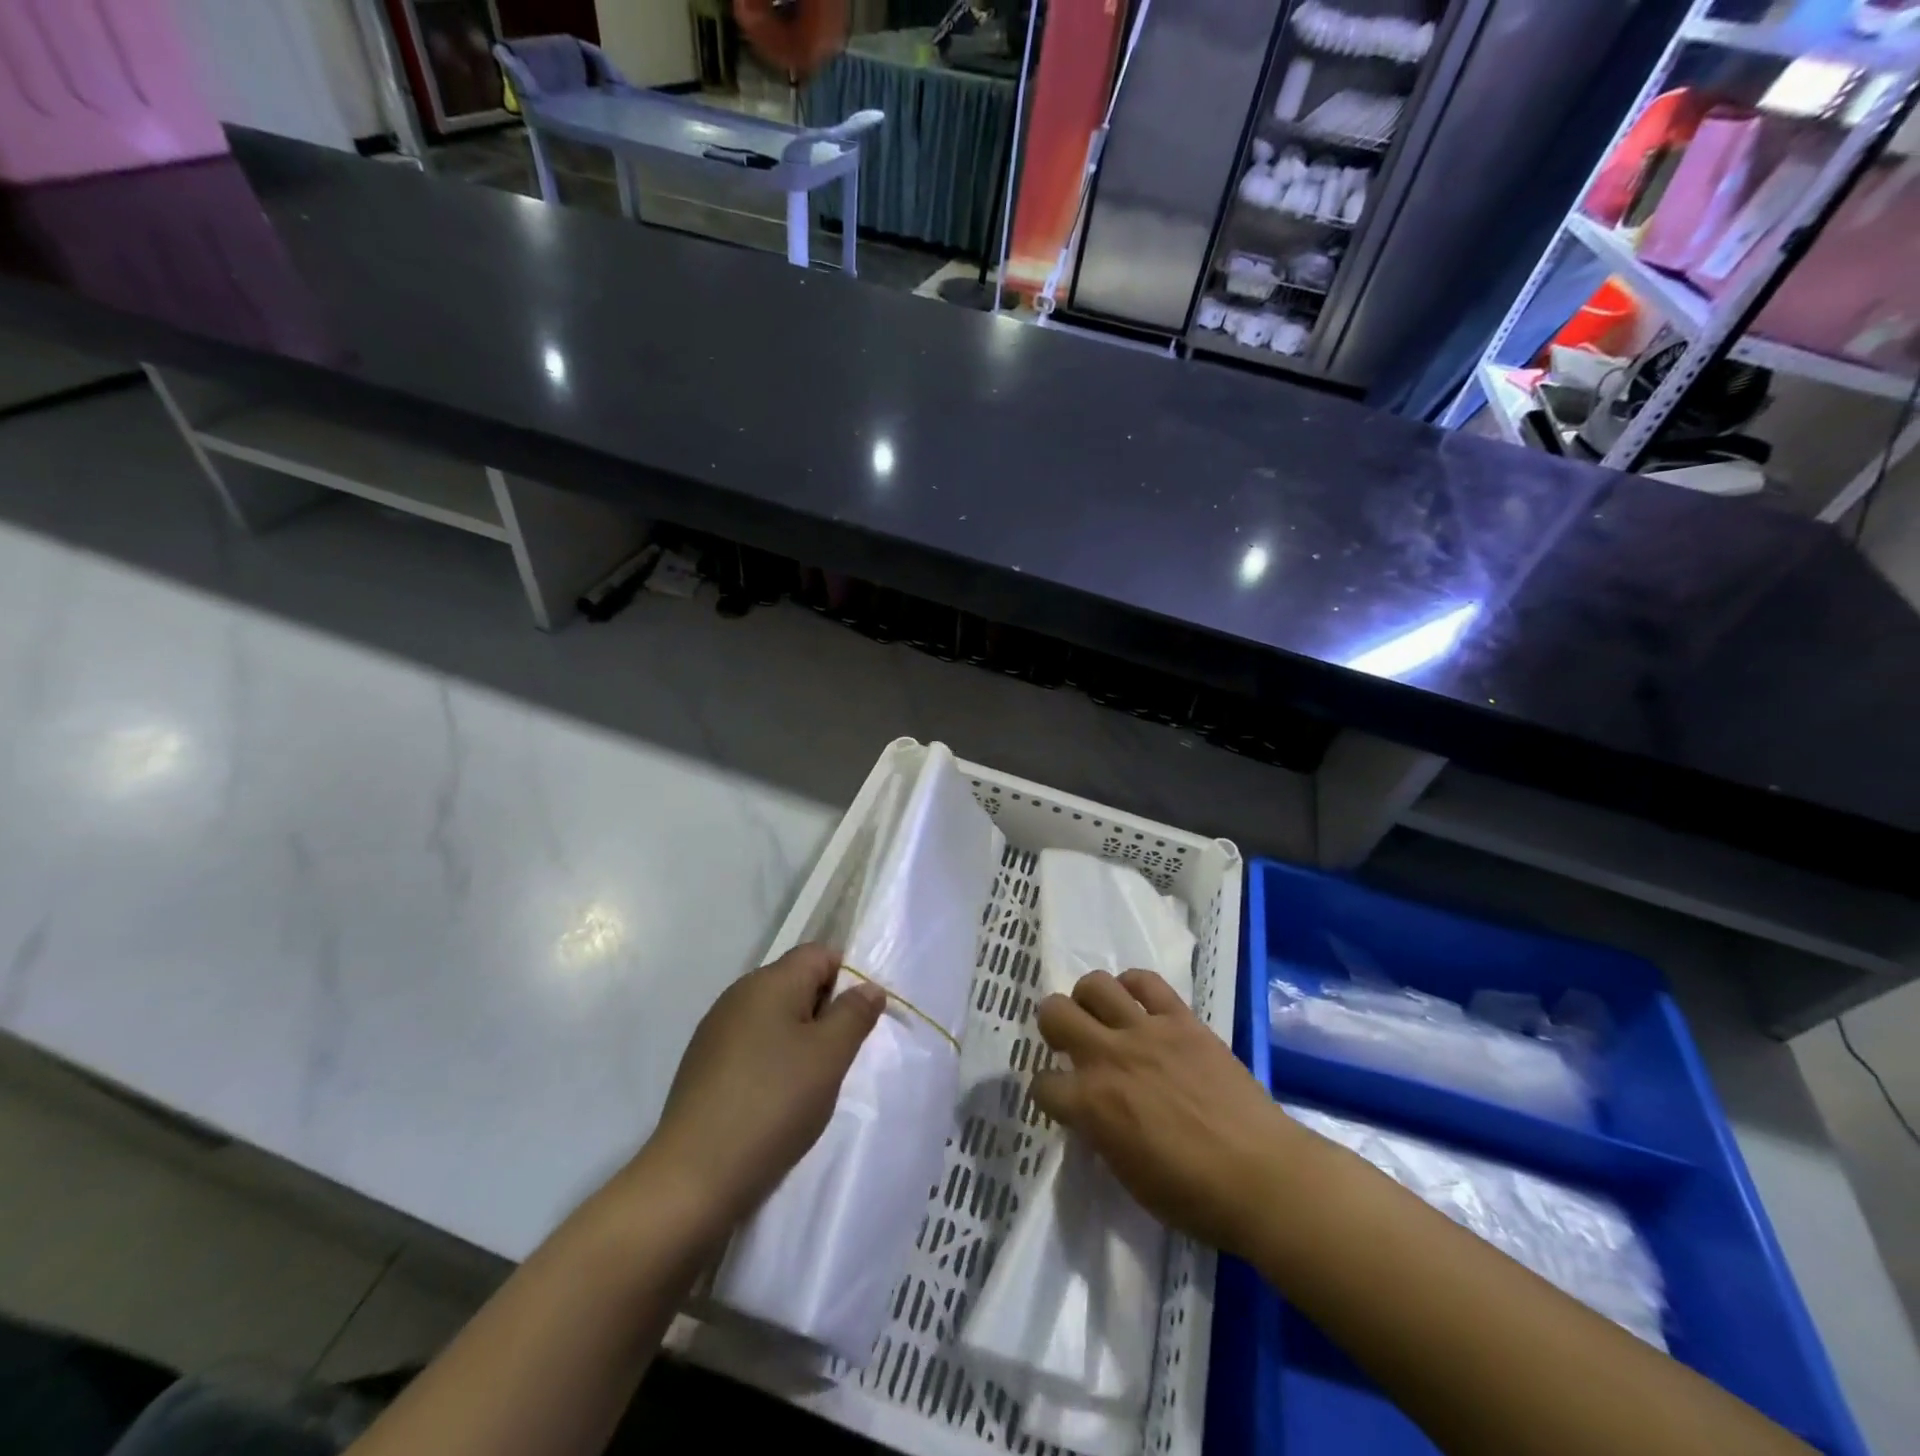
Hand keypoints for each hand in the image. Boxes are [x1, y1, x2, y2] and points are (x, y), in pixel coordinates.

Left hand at [640, 944, 885, 1230]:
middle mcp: (738, 995)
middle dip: (824, 1013)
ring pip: (775, 1017)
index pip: (819, 953)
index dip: (846, 978)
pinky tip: (774, 1102)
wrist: (693, 1178)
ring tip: (808, 1086)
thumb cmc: (773, 1104)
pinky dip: (772, 1062)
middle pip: (796, 982)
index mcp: (769, 981)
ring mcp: (716, 1031)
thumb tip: (868, 986)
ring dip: (799, 1040)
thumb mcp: (830, 1057)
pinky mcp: (703, 1065)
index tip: (856, 1023)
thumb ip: (854, 1014)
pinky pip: (752, 1045)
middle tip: (836, 1059)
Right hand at [1031, 969, 1302, 1257]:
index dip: (1047, 1093)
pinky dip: (1134, 986)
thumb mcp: (1128, 1176)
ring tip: (1102, 1016)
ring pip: (1095, 984)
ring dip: (1089, 999)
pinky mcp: (1181, 1019)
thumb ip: (1099, 1133)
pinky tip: (1138, 1004)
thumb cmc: (1194, 1197)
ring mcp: (1146, 1031)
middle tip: (1070, 1042)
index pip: (1042, 1084)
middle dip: (1053, 1026)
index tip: (1060, 1098)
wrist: (1264, 1177)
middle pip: (1054, 1013)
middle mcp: (1109, 1057)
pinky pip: (1146, 981)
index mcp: (1091, 1105)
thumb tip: (1091, 1113)